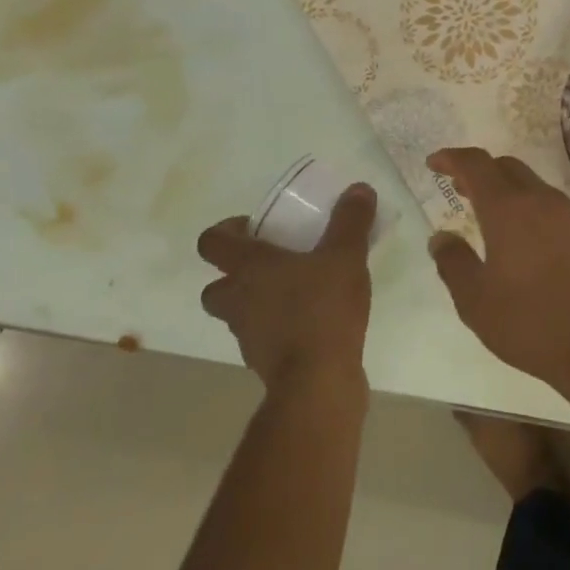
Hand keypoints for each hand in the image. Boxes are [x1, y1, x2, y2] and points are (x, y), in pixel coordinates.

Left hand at [197, 184, 376, 396]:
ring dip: (258, 303)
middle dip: (236, 275)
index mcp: (248, 267)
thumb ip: (350, 221)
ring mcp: (247, 335)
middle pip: (216, 285)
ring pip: (239, 313)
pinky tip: (312, 324)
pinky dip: (279, 330)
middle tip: (272, 265)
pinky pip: (264, 338)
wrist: (318, 381)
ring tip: (298, 294)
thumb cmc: (323, 309)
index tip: (254, 228)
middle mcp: (238, 300)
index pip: (210, 242)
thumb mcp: (346, 256)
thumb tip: (358, 188)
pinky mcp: (264, 362)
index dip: (225, 231)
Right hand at [426, 149, 569, 392]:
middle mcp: (544, 202)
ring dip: (510, 192)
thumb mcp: (475, 302)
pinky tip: (532, 242)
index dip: (452, 158)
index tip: (435, 163)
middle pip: (508, 168)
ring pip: (536, 187)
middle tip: (460, 189)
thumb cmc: (530, 325)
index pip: (476, 165)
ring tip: (494, 218)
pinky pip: (558, 210)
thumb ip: (453, 263)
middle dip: (481, 172)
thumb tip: (441, 237)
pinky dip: (536, 212)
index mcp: (509, 210)